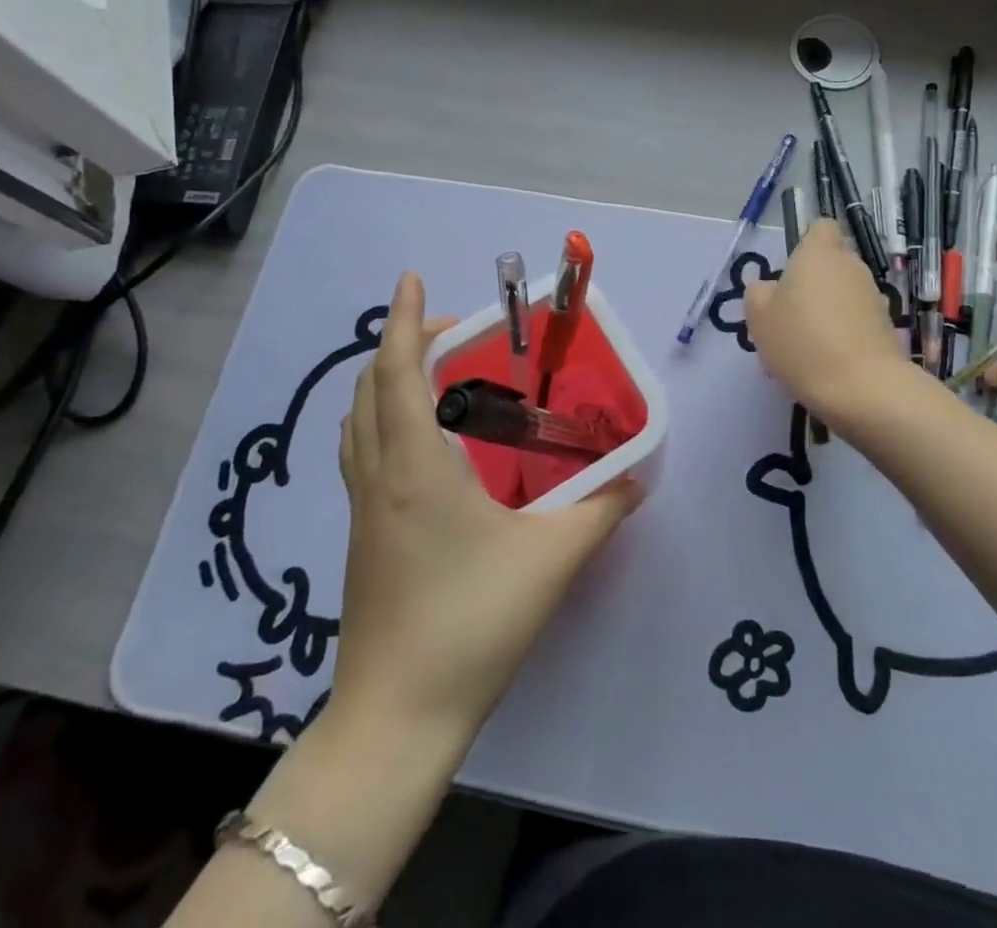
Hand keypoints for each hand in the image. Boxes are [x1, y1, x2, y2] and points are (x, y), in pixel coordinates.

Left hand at [331, 273, 642, 739]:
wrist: (397, 718)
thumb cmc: (471, 623)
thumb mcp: (551, 561)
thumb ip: (601, 511)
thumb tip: (637, 477)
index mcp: (415, 467)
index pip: (399, 371)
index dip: (404, 319)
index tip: (412, 279)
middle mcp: (379, 476)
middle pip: (370, 387)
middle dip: (401, 344)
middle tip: (452, 335)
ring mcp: (362, 509)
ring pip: (358, 421)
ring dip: (386, 382)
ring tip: (435, 378)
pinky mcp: (361, 538)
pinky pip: (361, 453)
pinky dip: (380, 421)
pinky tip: (420, 445)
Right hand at [746, 220, 909, 425]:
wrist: (863, 388)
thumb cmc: (803, 342)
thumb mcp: (760, 318)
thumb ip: (759, 294)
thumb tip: (768, 287)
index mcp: (819, 253)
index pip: (821, 227)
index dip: (806, 242)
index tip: (789, 269)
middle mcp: (851, 266)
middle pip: (830, 263)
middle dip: (811, 284)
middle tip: (787, 317)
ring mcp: (873, 296)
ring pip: (842, 295)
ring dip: (825, 311)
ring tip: (803, 348)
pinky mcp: (886, 327)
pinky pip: (855, 321)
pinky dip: (841, 334)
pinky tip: (824, 364)